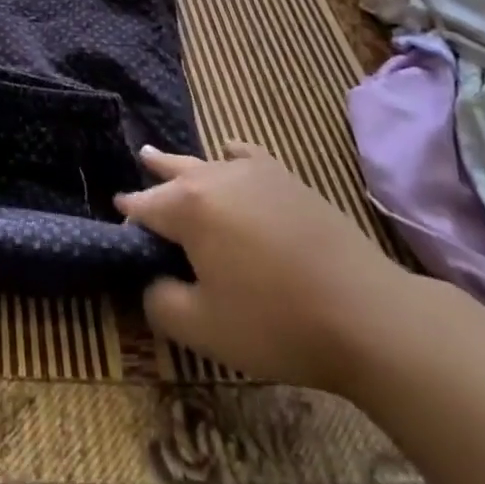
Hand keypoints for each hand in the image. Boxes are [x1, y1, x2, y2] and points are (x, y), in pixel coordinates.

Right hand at [116, 142, 416, 392]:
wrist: (366, 314)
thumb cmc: (276, 322)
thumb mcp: (202, 328)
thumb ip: (160, 302)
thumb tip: (151, 282)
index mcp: (188, 207)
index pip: (144, 207)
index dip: (128, 218)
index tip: (119, 225)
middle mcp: (214, 176)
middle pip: (172, 172)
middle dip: (153, 173)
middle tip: (138, 162)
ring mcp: (254, 172)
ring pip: (206, 162)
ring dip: (185, 165)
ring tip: (166, 156)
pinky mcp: (288, 179)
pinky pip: (248, 156)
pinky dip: (232, 156)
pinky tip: (230, 155)